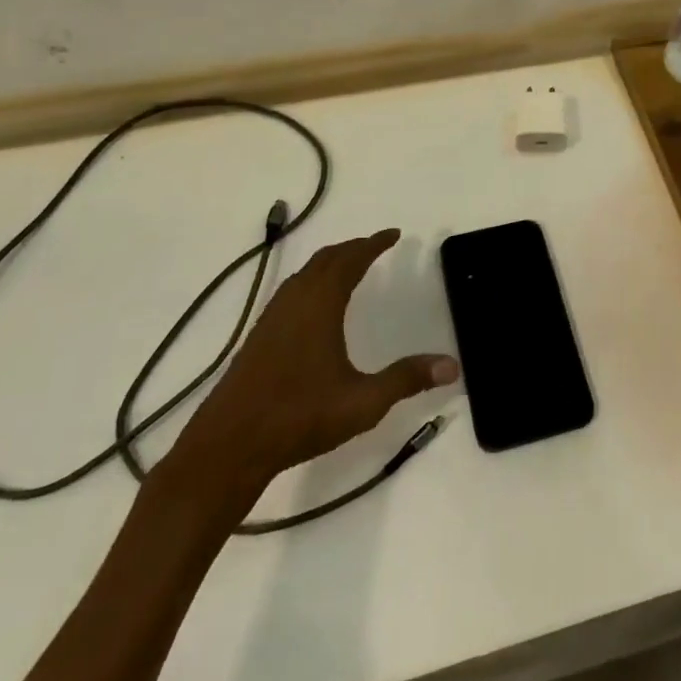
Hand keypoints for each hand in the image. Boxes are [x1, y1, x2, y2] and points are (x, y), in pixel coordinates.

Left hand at [155, 230, 457, 523]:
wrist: (228, 447)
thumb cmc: (300, 416)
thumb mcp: (363, 402)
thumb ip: (407, 379)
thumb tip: (452, 365)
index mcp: (320, 305)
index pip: (351, 260)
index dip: (374, 244)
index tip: (394, 234)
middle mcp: (294, 302)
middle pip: (325, 260)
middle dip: (352, 248)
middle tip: (375, 247)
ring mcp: (271, 319)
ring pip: (304, 274)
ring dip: (329, 263)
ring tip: (349, 268)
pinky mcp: (258, 338)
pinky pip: (291, 291)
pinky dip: (312, 282)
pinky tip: (315, 307)